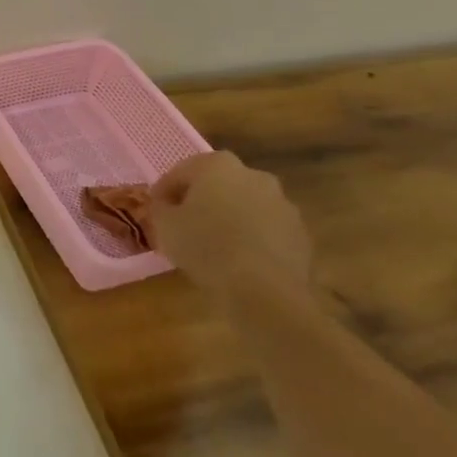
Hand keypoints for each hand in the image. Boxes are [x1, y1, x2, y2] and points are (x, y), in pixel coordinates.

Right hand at [146, 151, 312, 302]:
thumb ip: (160, 208)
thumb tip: (165, 205)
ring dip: (230, 219)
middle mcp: (253, 175)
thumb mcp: (164, 225)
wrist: (265, 292)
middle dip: (201, 200)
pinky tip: (240, 261)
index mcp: (217, 164)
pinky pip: (267, 231)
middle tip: (185, 224)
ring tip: (214, 246)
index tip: (156, 210)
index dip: (164, 191)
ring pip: (245, 206)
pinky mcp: (301, 235)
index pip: (181, 172)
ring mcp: (283, 205)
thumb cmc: (206, 246)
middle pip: (217, 184)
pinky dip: (252, 239)